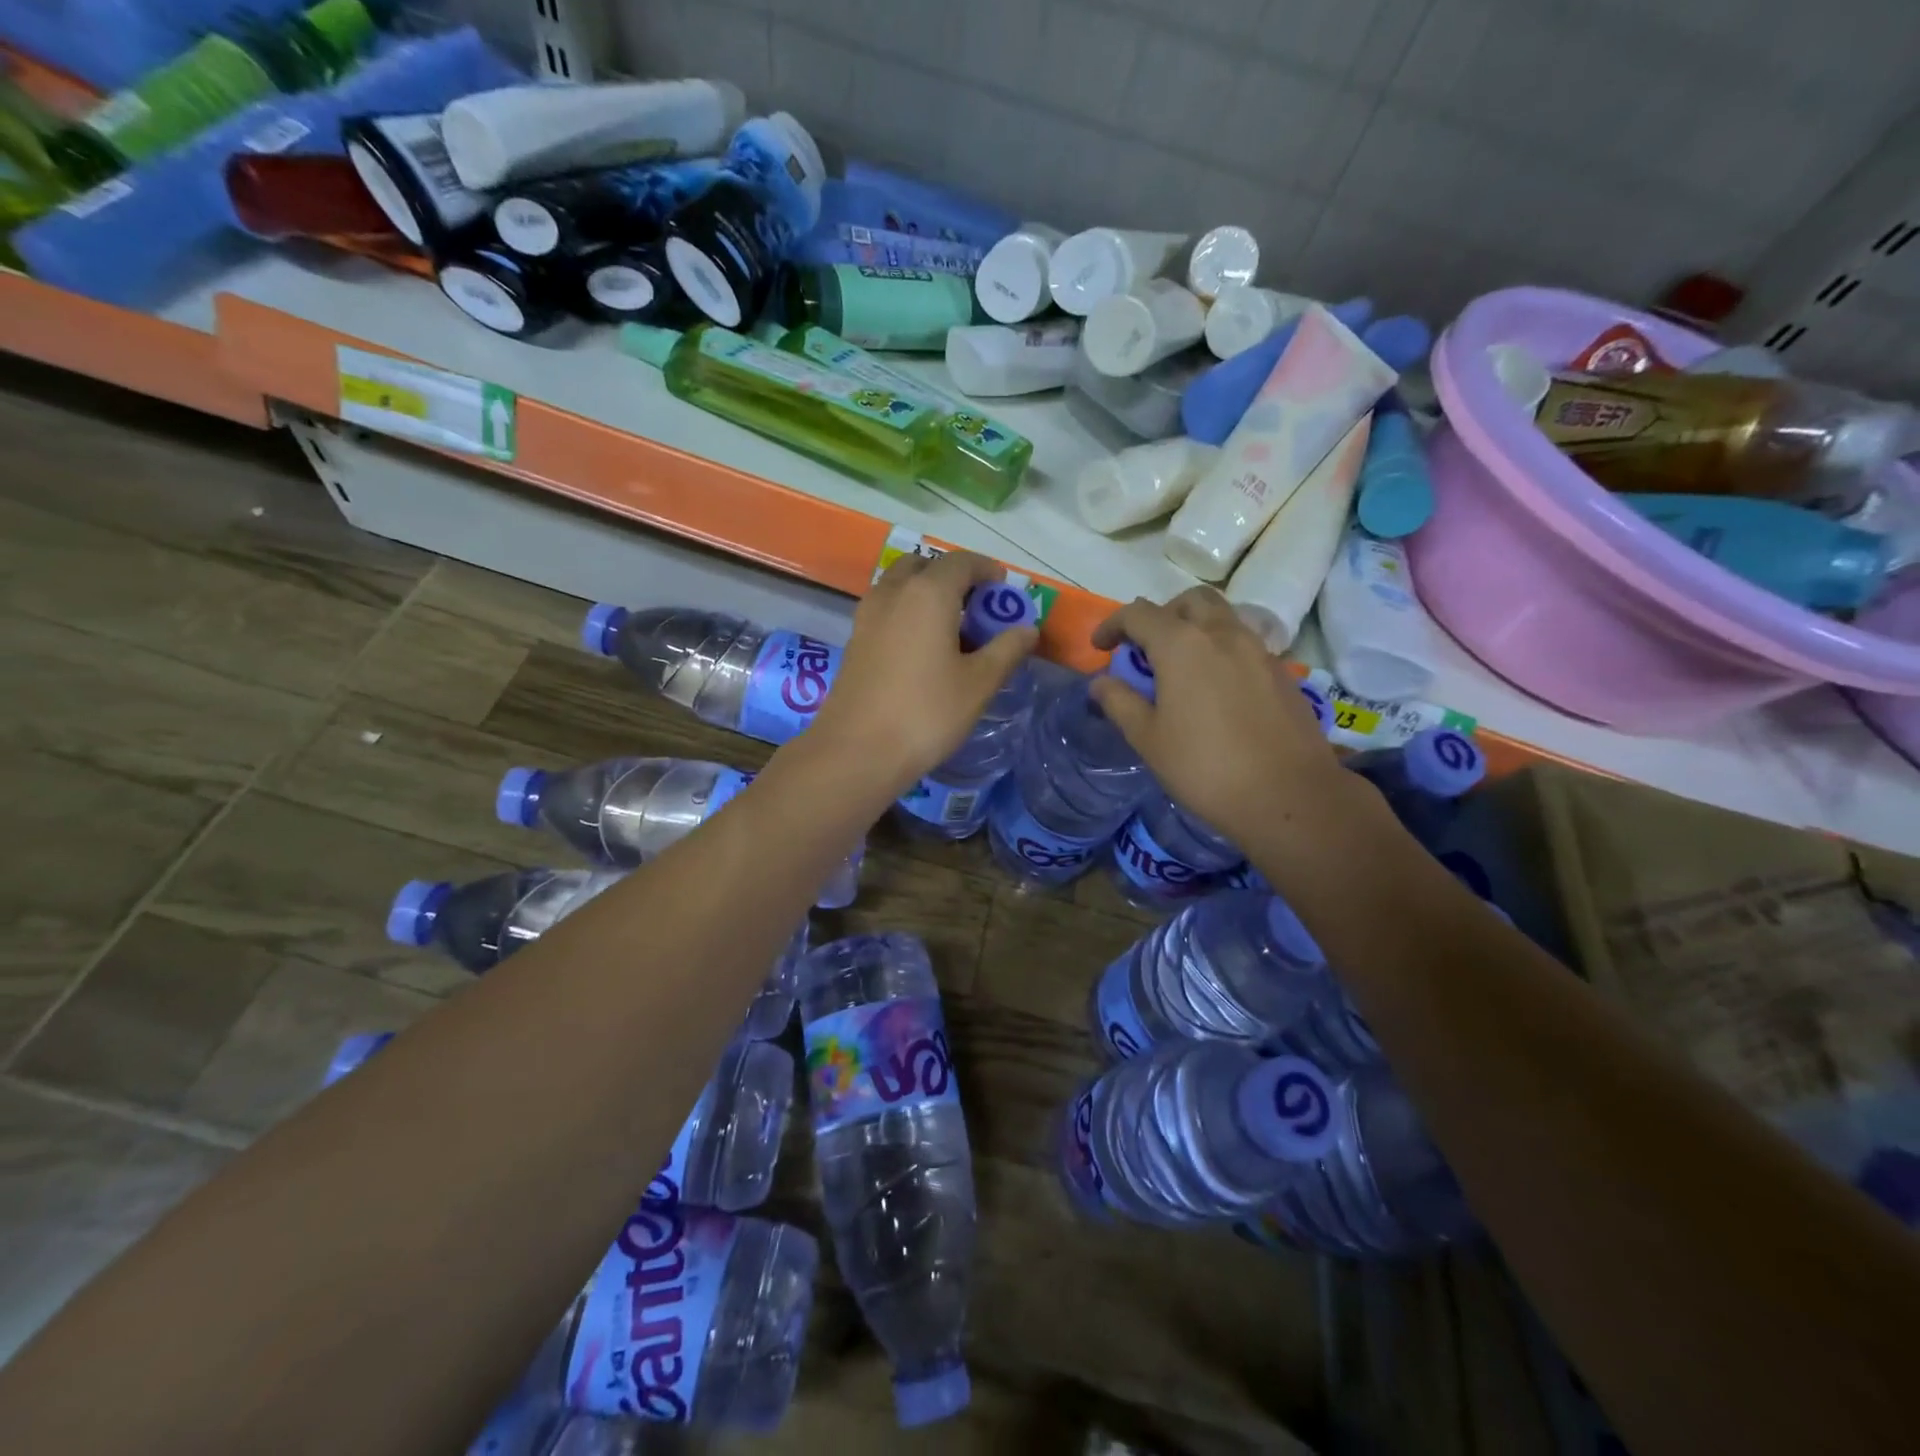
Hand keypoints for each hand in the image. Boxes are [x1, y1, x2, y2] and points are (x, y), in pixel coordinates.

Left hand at [812, 550, 1038, 798]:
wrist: (857, 751)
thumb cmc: (926, 713)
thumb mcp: (978, 683)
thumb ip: (1006, 649)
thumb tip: (1027, 629)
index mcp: (928, 593)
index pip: (961, 561)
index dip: (986, 569)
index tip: (1003, 590)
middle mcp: (893, 593)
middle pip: (925, 566)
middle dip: (953, 578)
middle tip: (976, 608)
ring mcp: (868, 615)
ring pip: (900, 586)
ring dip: (926, 593)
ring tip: (951, 629)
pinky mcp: (855, 640)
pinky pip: (886, 609)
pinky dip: (907, 613)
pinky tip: (923, 649)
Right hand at [1090, 587, 1353, 841]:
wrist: (1289, 795)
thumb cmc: (1205, 768)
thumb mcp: (1149, 739)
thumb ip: (1120, 703)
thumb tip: (1100, 683)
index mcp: (1182, 645)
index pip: (1138, 614)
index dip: (1113, 625)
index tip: (1100, 648)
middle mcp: (1222, 634)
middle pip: (1189, 601)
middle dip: (1162, 614)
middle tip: (1147, 647)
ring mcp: (1258, 650)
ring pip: (1222, 618)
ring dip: (1195, 628)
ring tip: (1181, 666)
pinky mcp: (1282, 672)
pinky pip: (1245, 644)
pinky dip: (1221, 650)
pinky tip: (1216, 689)